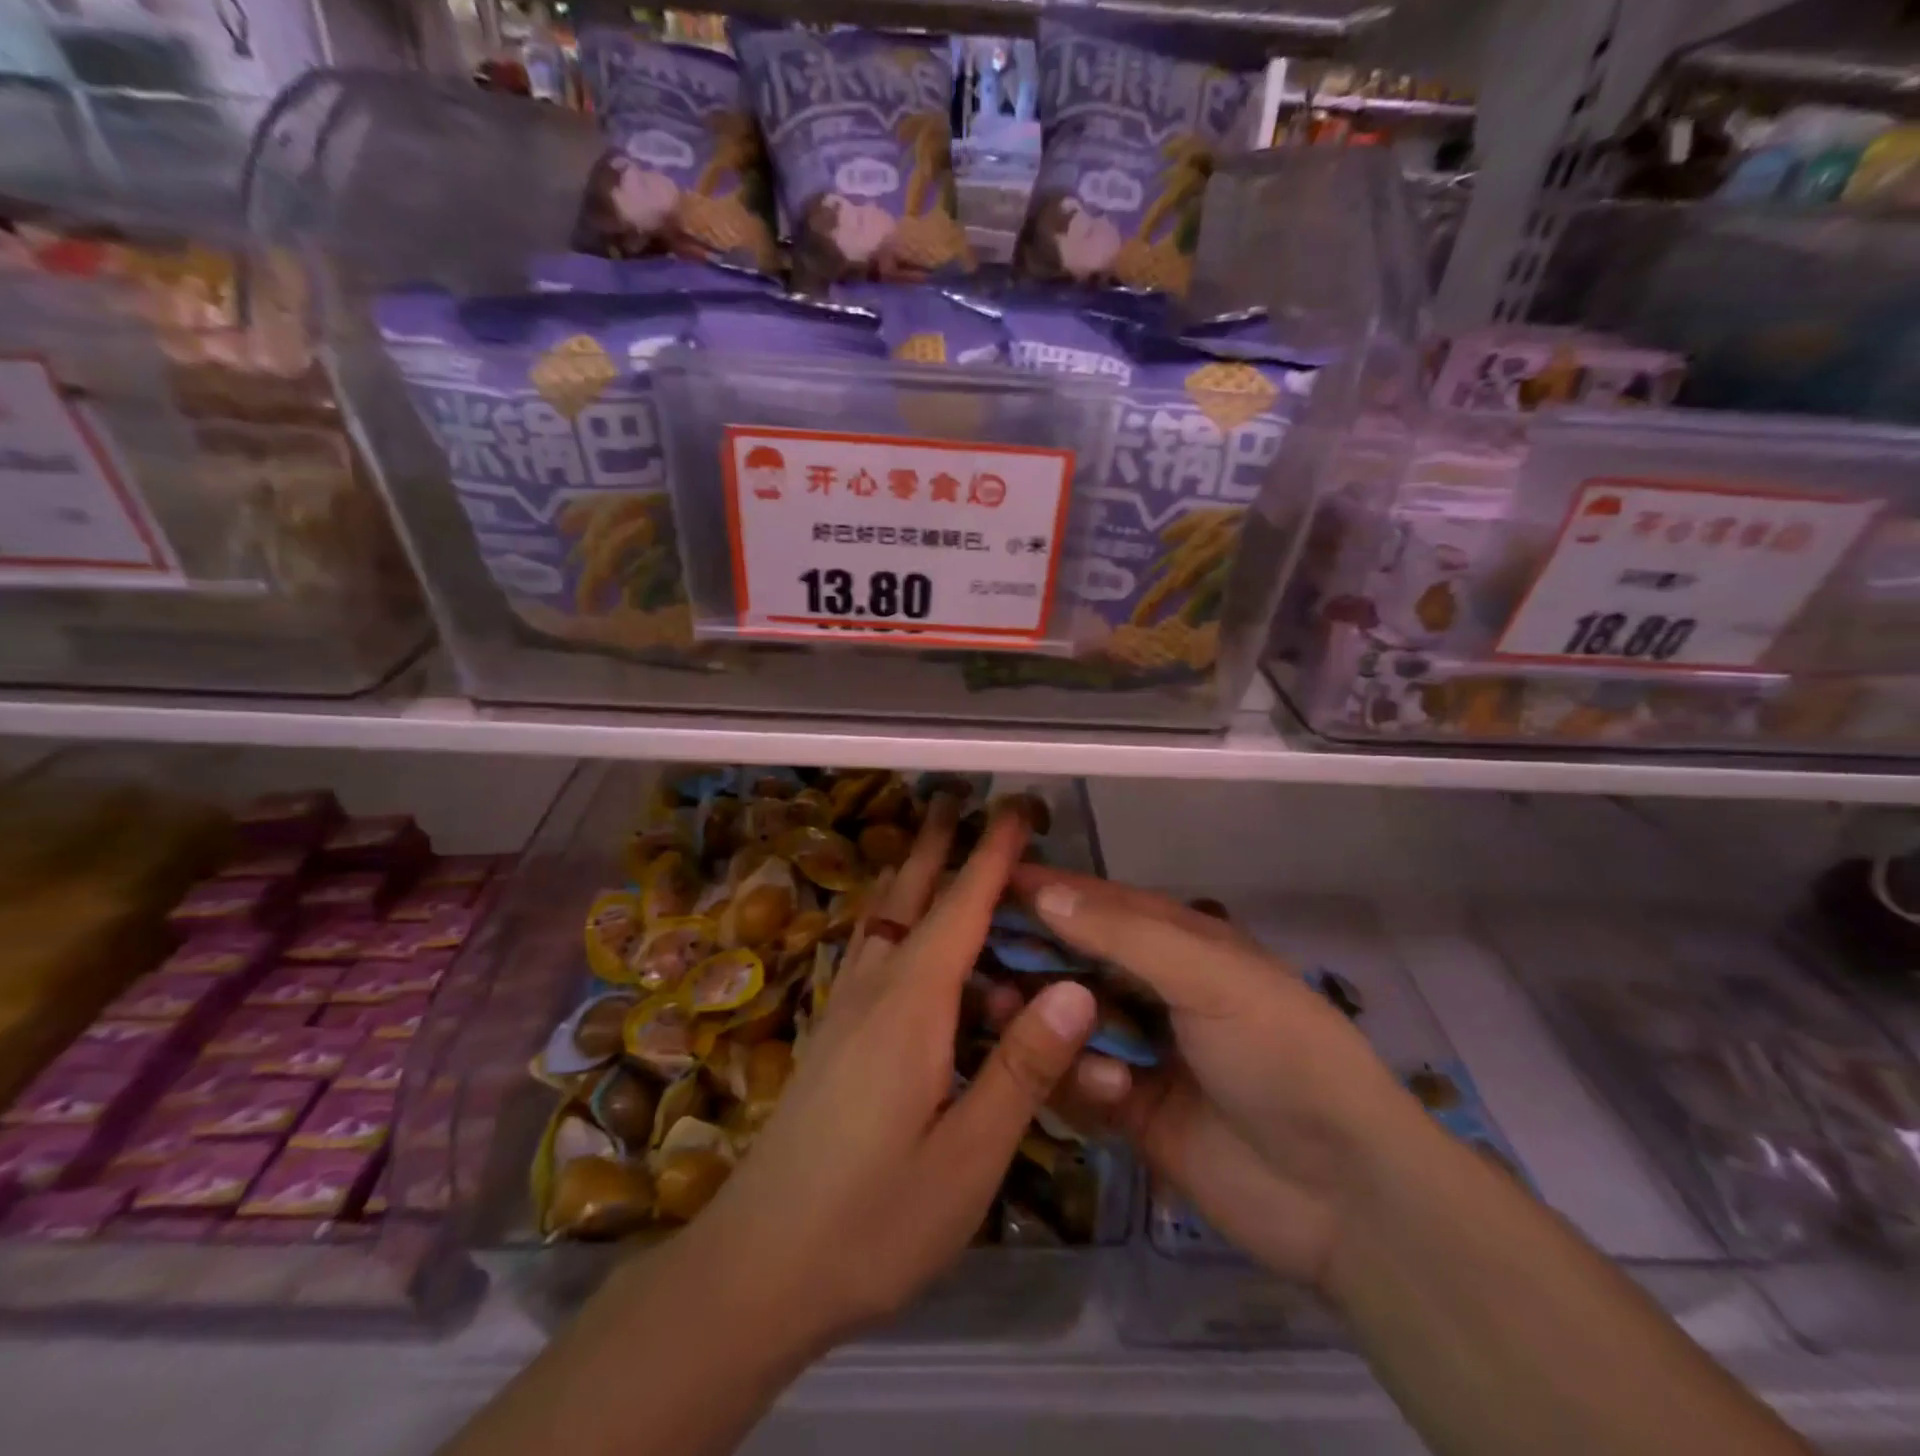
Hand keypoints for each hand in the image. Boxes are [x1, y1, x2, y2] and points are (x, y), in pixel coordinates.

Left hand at [684, 798, 1102, 1349]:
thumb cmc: (871, 1221)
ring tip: (935, 841)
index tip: (1016, 808)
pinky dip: (894, 915)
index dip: (992, 855)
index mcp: (912, 1007)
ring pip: (884, 918)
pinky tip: (900, 931)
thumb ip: (1021, 1070)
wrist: (755, 1268)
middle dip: (939, 842)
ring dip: (912, 872)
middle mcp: (873, 990)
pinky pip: (871, 950)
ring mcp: (845, 1010)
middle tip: (963, 796)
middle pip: (909, 895)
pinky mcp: (832, 1036)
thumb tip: (1075, 990)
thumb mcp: (967, 1160)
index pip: (961, 909)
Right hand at [1009, 867, 1421, 1288]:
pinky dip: (1080, 1080)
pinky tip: (1110, 1092)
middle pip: (1074, 961)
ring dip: (1043, 1020)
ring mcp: (1140, 1050)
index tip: (987, 883)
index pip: (1100, 904)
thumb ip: (1125, 937)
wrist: (1343, 1193)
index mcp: (1180, 944)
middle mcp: (1154, 989)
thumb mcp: (1210, 977)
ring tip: (1009, 1018)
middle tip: (976, 962)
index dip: (1048, 891)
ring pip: (1067, 1021)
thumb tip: (1044, 893)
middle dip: (1030, 959)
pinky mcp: (1130, 1110)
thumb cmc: (1281, 1054)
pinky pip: (1079, 1082)